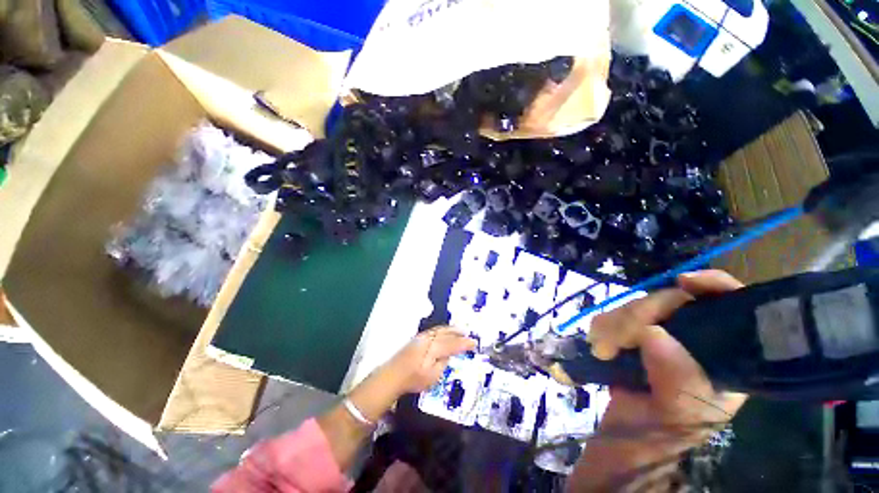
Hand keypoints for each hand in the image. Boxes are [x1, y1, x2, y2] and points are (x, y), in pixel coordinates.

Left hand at [381, 326, 475, 394]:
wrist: (393, 375)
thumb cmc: (413, 379)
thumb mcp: (432, 376)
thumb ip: (443, 363)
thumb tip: (448, 355)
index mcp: (434, 348)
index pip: (453, 344)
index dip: (464, 343)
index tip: (474, 343)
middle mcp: (429, 339)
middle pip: (446, 333)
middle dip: (458, 333)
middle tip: (468, 334)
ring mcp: (422, 337)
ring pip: (440, 330)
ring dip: (450, 330)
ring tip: (459, 330)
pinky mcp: (417, 338)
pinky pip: (433, 330)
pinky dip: (442, 330)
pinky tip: (444, 332)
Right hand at [569, 270, 747, 490]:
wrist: (621, 450)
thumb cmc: (658, 439)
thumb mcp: (678, 417)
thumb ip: (677, 380)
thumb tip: (654, 334)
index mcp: (722, 361)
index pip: (732, 309)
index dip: (715, 287)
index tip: (685, 282)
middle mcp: (692, 346)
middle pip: (672, 303)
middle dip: (641, 313)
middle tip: (617, 340)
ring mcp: (656, 344)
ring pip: (637, 309)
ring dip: (615, 324)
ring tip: (603, 349)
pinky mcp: (629, 345)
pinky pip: (614, 321)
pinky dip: (602, 328)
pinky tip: (599, 347)